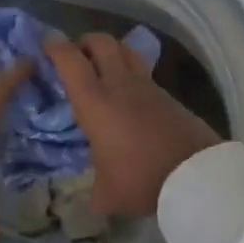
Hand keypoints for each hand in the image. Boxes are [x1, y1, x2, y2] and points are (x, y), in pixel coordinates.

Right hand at [45, 34, 221, 218]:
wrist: (195, 174)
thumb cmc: (141, 178)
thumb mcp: (109, 194)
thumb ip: (97, 192)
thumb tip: (97, 200)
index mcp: (95, 102)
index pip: (71, 61)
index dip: (56, 48)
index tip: (48, 46)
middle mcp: (120, 85)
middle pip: (102, 43)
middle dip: (85, 42)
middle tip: (77, 55)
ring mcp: (148, 87)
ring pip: (127, 51)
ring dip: (112, 51)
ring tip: (104, 67)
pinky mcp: (169, 96)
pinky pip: (145, 74)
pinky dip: (133, 74)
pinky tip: (130, 95)